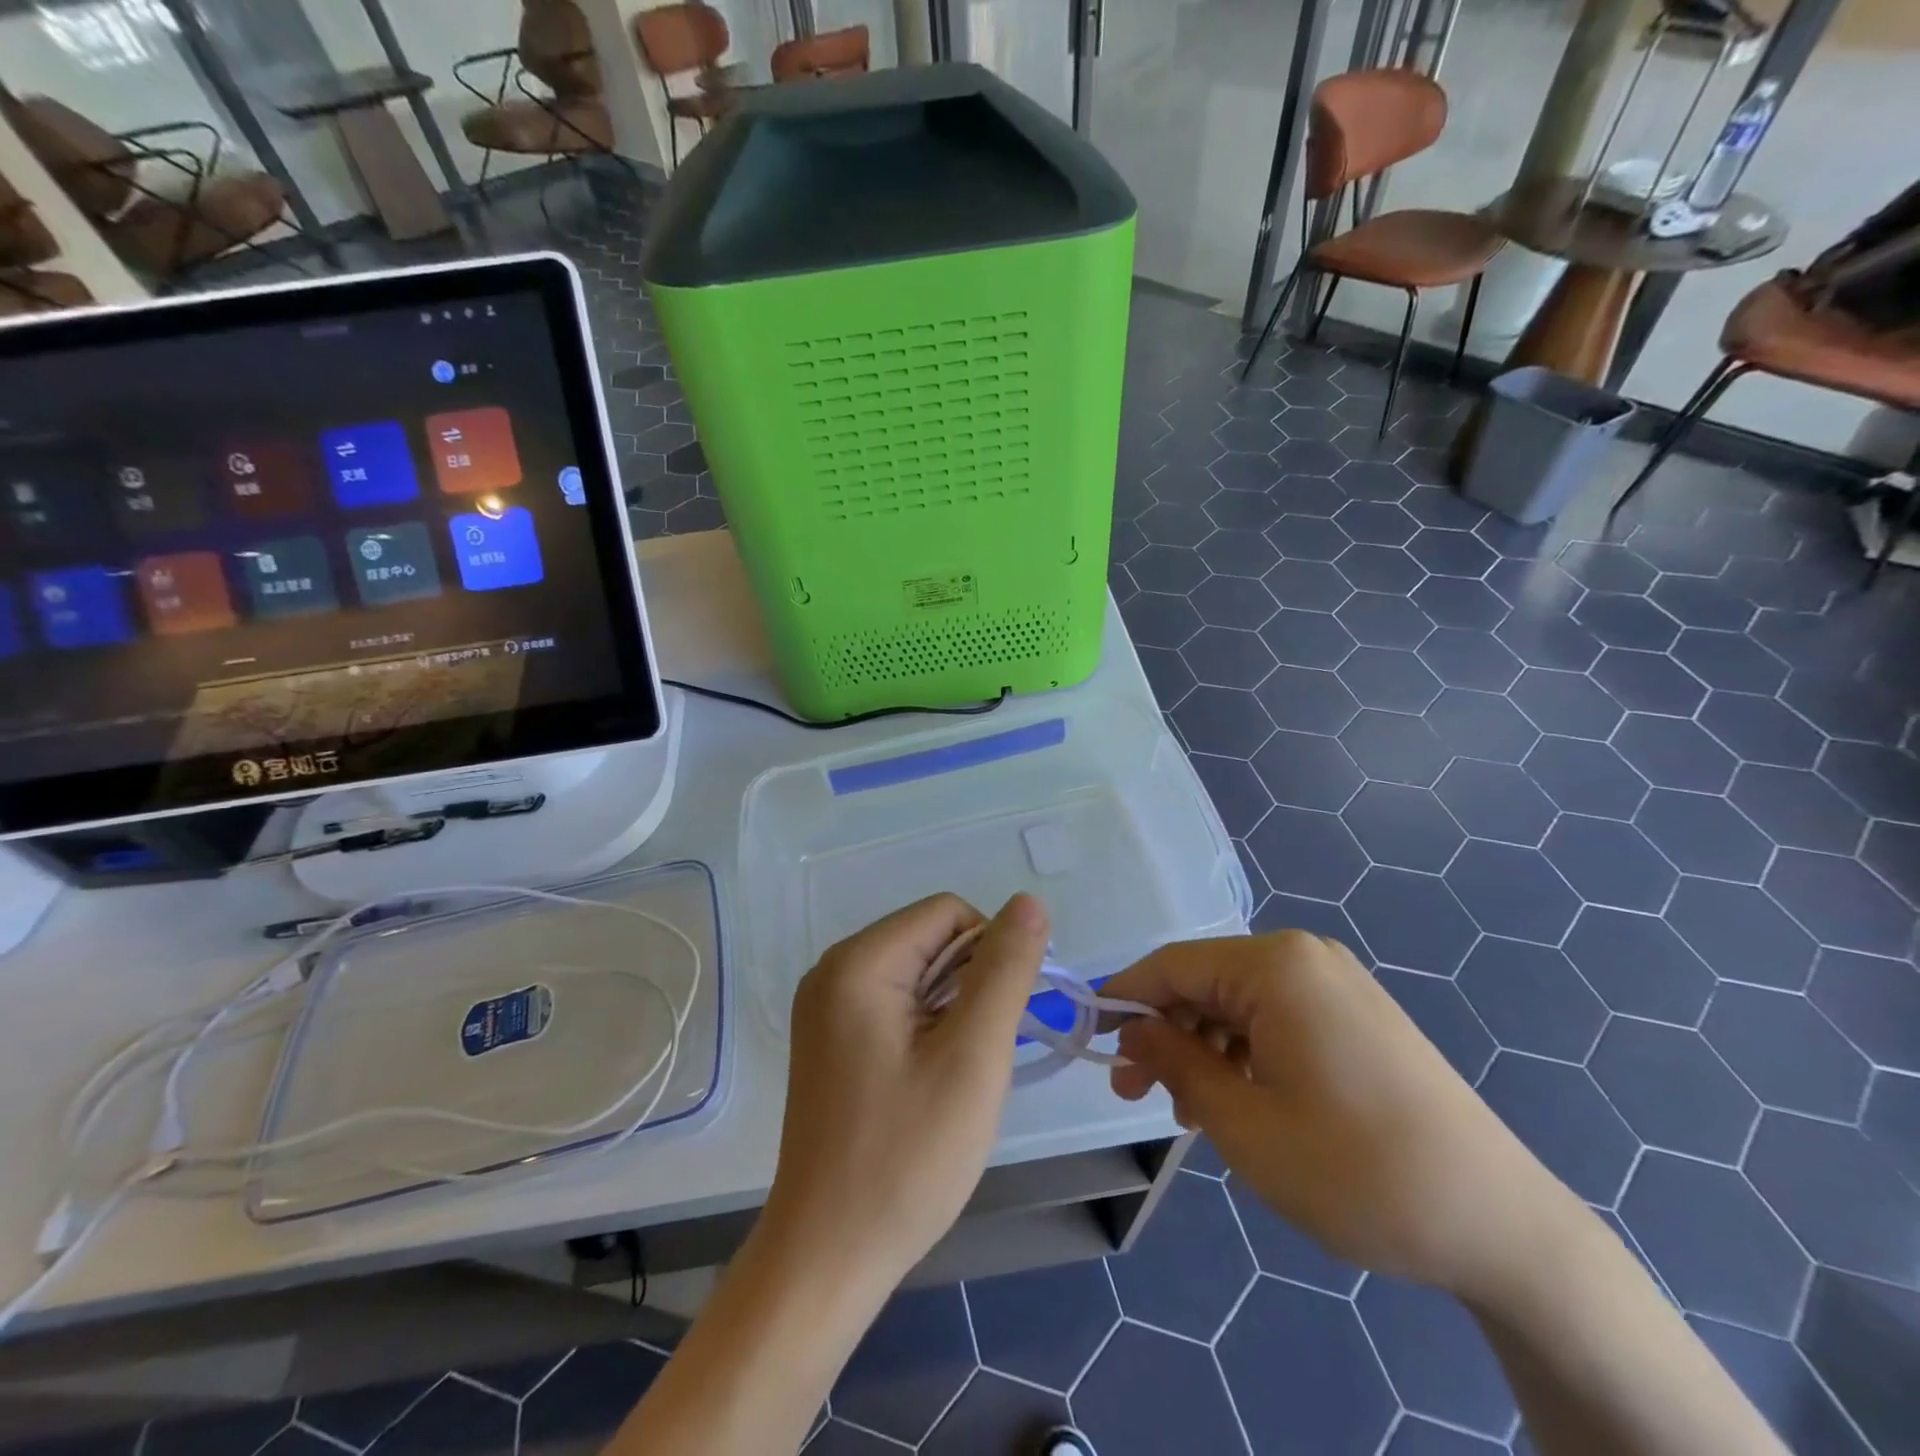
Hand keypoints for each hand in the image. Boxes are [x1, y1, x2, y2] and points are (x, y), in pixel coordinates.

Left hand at [762, 893, 1050, 1293]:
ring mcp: (827, 1007)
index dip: (991, 952)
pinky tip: (932, 1082)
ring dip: (953, 1010)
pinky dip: (928, 1029)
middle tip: (979, 1057)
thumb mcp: (972, 1058)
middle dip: (971, 984)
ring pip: (917, 974)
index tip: (1004, 1018)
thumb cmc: (905, 1157)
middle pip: (930, 939)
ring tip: (957, 1075)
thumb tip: (1029, 902)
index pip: (948, 912)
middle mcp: (834, 970)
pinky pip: (895, 1005)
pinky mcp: (831, 1040)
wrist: (827, 1257)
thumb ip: (1004, 971)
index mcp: (858, 962)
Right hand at [1106, 932, 1580, 1303]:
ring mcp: (1337, 986)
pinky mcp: (1358, 1017)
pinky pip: (1277, 1019)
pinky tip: (1238, 1102)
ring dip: (1203, 1049)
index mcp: (1275, 966)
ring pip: (1238, 1003)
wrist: (1500, 1226)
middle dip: (1165, 1033)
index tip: (1091, 1042)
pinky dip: (1244, 1054)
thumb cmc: (1356, 1170)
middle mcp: (1305, 958)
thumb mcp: (1243, 1123)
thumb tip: (1133, 1030)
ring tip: (1190, 1114)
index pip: (1171, 966)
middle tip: (1135, 1094)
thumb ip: (1175, 1063)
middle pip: (1205, 982)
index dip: (1124, 1001)